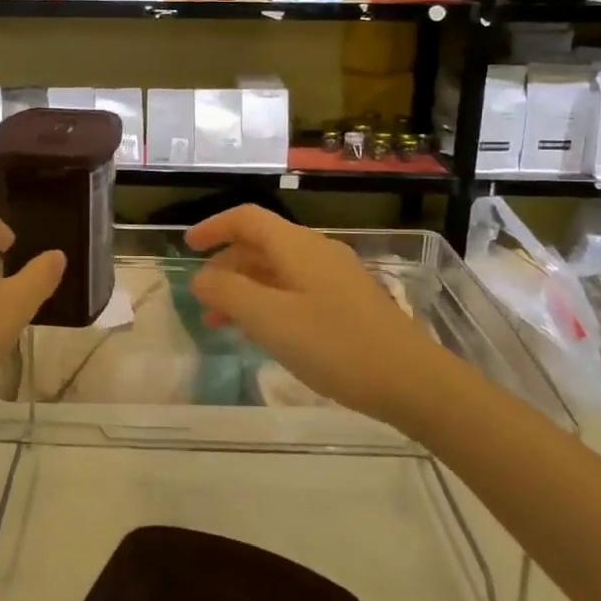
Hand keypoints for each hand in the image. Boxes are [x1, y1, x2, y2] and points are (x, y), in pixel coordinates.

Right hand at [186, 205, 442, 428]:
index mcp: (297, 246)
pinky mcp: (348, 303)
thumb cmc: (335, 345)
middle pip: (261, 244)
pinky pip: (296, 290)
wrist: (412, 381)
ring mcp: (336, 278)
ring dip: (245, 289)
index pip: (247, 219)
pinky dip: (269, 302)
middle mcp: (316, 252)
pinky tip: (263, 333)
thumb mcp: (270, 320)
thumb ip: (229, 294)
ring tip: (221, 323)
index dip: (214, 227)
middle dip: (226, 266)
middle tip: (202, 297)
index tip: (187, 247)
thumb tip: (201, 278)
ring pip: (278, 271)